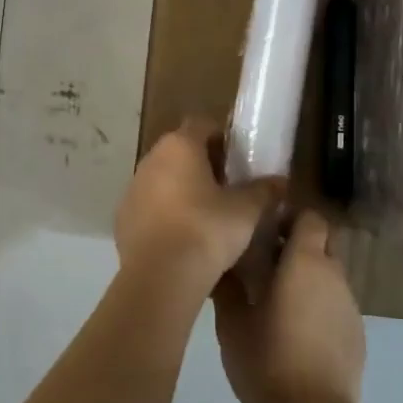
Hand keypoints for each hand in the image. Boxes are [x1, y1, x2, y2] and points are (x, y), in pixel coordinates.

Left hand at [115, 117, 282, 289]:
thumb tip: (280, 182)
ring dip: (182, 190)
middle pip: (180, 151)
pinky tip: (183, 238)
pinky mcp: (122, 219)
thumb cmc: (207, 230)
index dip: (222, 138)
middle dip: (203, 165)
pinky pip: (149, 207)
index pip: (202, 124)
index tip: (239, 158)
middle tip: (228, 188)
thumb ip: (264, 191)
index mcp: (179, 146)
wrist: (161, 277)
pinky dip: (165, 215)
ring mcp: (132, 189)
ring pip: (163, 179)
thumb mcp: (246, 211)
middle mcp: (151, 159)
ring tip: (207, 216)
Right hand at [215, 209, 364, 402]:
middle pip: (324, 242)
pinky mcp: (358, 334)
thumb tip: (222, 262)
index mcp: (305, 261)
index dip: (291, 218)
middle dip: (301, 244)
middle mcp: (335, 275)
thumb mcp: (232, 322)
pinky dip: (320, 306)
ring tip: (279, 301)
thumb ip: (228, 286)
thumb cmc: (266, 360)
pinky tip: (298, 333)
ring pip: (331, 275)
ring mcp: (351, 306)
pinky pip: (337, 305)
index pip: (311, 217)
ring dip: (309, 278)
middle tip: (268, 263)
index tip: (265, 228)